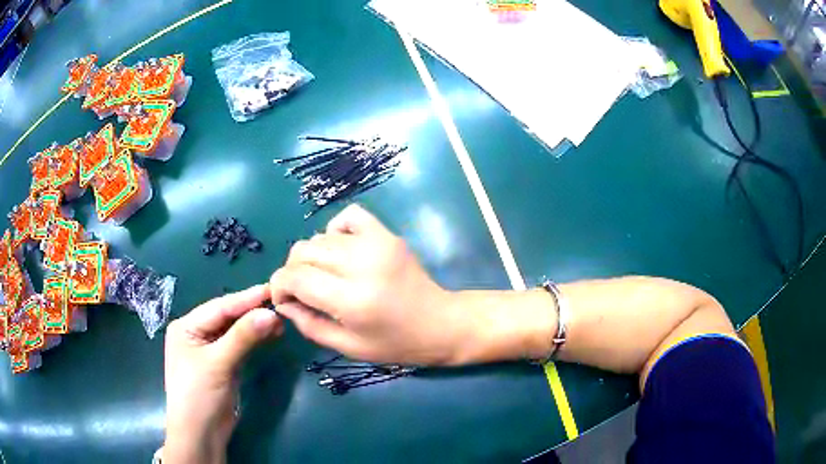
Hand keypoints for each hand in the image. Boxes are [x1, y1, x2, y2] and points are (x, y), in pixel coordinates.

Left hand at [163, 285, 282, 463]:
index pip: (219, 307)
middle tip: (280, 306)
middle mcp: (196, 334)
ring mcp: (210, 350)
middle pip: (227, 317)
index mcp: (187, 327)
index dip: (246, 298)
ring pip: (235, 331)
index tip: (272, 289)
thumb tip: (271, 313)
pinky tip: (269, 335)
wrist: (200, 434)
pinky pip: (239, 346)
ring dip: (255, 326)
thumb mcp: (218, 363)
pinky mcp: (222, 365)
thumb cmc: (199, 394)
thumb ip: (242, 337)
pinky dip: (253, 340)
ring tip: (280, 322)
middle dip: (252, 312)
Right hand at [269, 204, 479, 365]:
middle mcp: (361, 264)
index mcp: (352, 300)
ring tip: (325, 276)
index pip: (295, 278)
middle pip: (303, 251)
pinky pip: (349, 216)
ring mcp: (376, 243)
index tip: (283, 299)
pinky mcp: (387, 234)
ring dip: (313, 256)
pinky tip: (341, 250)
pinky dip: (336, 230)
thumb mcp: (348, 347)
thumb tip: (283, 303)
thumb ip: (309, 324)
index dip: (279, 286)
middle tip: (303, 291)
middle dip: (292, 272)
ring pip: (320, 236)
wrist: (440, 323)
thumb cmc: (395, 343)